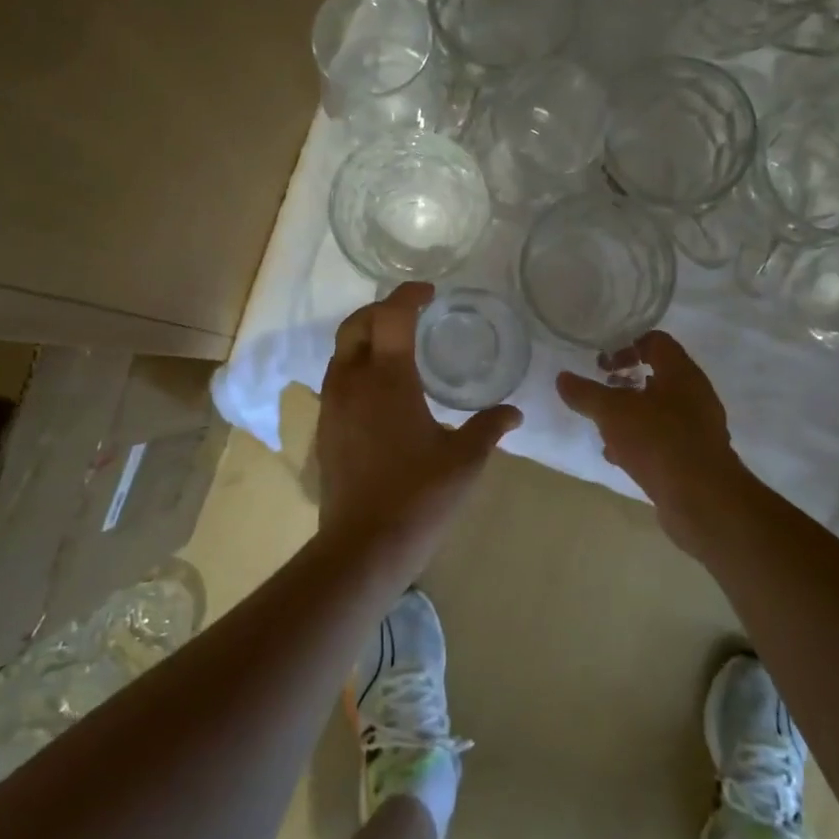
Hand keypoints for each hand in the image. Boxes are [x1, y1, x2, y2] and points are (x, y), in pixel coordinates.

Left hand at [317, 283, 521, 557]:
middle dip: (380, 310)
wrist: (364, 545)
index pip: (390, 316)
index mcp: (387, 379)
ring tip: (396, 346)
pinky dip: (357, 366)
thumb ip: (489, 428)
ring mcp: (333, 405)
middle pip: (355, 325)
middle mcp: (352, 382)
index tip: (429, 294)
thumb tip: (514, 413)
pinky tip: (381, 389)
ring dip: (365, 337)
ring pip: (340, 352)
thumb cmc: (420, 496)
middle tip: (410, 314)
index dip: (408, 296)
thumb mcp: (465, 459)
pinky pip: (337, 379)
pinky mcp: (325, 428)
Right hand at [556, 330, 750, 544]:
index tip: (601, 362)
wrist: (702, 499)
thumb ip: (586, 393)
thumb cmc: (658, 441)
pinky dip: (640, 441)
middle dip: (626, 382)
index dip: (626, 345)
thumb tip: (562, 378)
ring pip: (659, 410)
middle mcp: (694, 394)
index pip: (656, 341)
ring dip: (631, 414)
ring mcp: (698, 427)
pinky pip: (663, 439)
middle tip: (601, 390)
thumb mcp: (612, 412)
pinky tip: (618, 455)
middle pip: (658, 375)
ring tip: (604, 425)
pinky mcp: (694, 456)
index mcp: (681, 372)